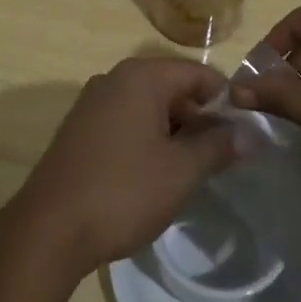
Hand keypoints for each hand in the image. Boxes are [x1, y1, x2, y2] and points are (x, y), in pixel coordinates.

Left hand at [9, 57, 237, 276]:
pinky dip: (147, 138)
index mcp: (141, 77)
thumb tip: (249, 134)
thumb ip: (217, 146)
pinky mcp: (80, 128)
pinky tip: (157, 173)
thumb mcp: (180, 171)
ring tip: (194, 168)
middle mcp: (114, 78)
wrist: (50, 228)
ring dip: (174, 131)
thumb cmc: (123, 191)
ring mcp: (93, 102)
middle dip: (199, 117)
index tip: (244, 131)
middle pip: (172, 87)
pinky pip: (126, 121)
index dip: (225, 99)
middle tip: (223, 156)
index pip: (197, 73)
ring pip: (148, 106)